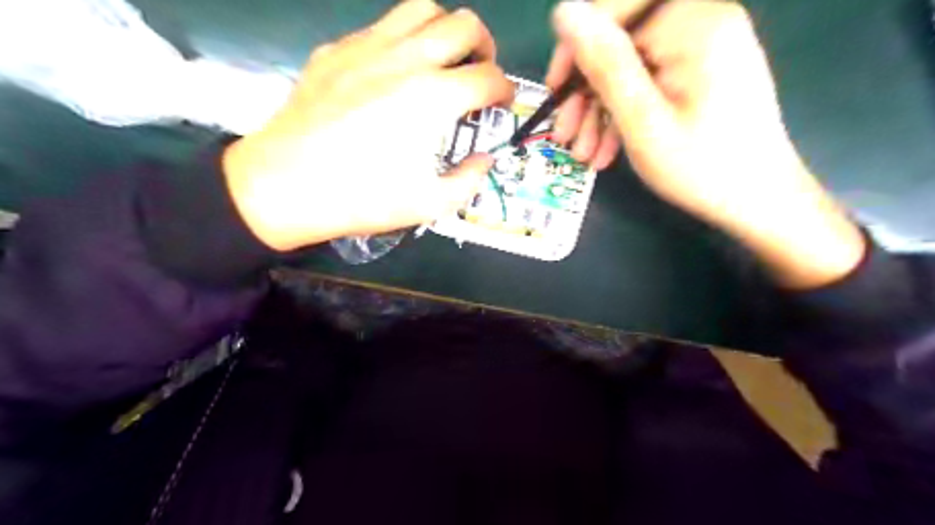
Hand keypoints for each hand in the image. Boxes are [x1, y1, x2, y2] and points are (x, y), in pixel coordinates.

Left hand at [221, 0, 509, 251]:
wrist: (284, 185)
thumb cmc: (361, 198)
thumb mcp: (428, 205)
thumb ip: (468, 180)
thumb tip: (484, 160)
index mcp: (433, 99)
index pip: (489, 78)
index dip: (505, 92)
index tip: (501, 105)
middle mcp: (406, 60)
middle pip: (465, 25)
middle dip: (485, 48)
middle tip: (479, 73)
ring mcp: (367, 47)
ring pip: (422, 9)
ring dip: (444, 31)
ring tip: (442, 61)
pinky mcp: (337, 50)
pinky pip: (381, 26)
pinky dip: (402, 41)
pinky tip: (393, 72)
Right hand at [550, 1, 860, 288]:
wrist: (757, 199)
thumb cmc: (701, 166)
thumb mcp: (642, 119)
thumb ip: (605, 65)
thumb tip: (565, 11)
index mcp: (692, 22)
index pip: (614, 11)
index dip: (576, 49)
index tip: (555, 91)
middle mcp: (700, 22)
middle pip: (621, 42)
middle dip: (586, 93)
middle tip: (565, 136)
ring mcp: (701, 48)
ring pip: (629, 68)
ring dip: (599, 111)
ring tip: (583, 154)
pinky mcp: (699, 71)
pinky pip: (648, 83)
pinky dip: (623, 114)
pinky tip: (606, 150)